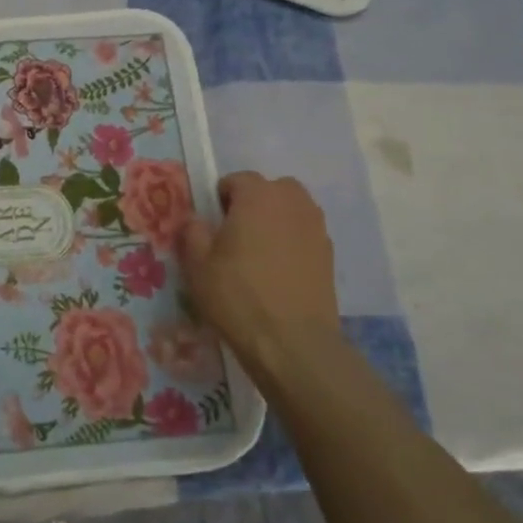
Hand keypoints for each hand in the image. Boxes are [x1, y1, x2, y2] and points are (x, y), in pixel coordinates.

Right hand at [179, 173, 340, 383]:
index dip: (221, 199)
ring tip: (258, 253)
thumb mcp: (197, 264)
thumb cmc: (237, 295)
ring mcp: (316, 227)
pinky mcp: (330, 254)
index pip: (237, 180)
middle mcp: (292, 202)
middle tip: (235, 236)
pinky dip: (291, 242)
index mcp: (258, 196)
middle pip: (271, 189)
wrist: (292, 342)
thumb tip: (196, 219)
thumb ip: (193, 232)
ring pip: (292, 210)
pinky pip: (305, 234)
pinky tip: (278, 272)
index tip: (212, 226)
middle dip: (253, 204)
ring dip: (275, 221)